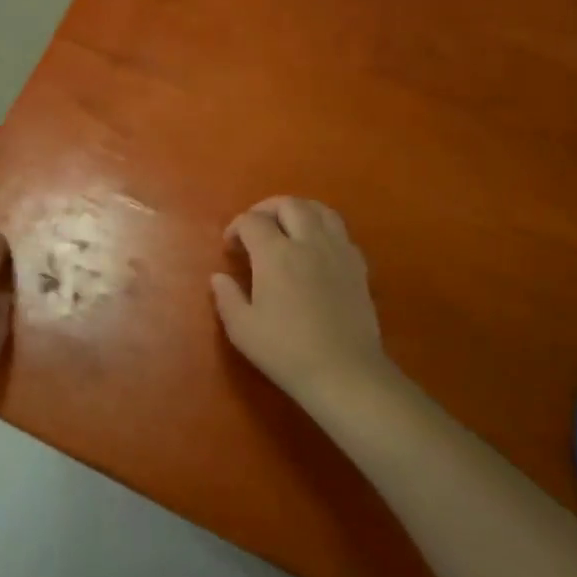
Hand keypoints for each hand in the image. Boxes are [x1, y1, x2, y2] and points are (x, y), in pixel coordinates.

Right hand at [211, 197, 392, 411]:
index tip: (230, 246)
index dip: (236, 227)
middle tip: (255, 227)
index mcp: (275, 254)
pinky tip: (315, 248)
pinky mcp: (358, 266)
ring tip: (287, 226)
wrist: (344, 372)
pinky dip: (323, 228)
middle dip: (266, 209)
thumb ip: (227, 297)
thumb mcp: (242, 328)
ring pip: (320, 210)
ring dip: (299, 210)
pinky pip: (340, 231)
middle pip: (289, 204)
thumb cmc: (286, 351)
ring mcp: (338, 251)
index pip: (252, 221)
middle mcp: (308, 242)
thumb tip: (218, 277)